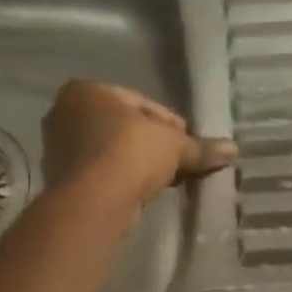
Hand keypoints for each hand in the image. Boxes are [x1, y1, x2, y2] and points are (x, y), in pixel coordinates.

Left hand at [40, 80, 235, 218]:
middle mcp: (64, 114)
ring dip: (137, 164)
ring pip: (111, 152)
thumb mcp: (174, 145)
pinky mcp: (62, 181)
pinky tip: (144, 192)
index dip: (167, 122)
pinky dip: (122, 180)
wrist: (94, 200)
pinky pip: (102, 174)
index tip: (186, 141)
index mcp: (86, 91)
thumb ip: (200, 147)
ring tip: (165, 179)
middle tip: (179, 160)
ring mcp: (58, 149)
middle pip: (122, 127)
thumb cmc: (130, 153)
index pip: (138, 101)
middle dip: (151, 143)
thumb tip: (233, 150)